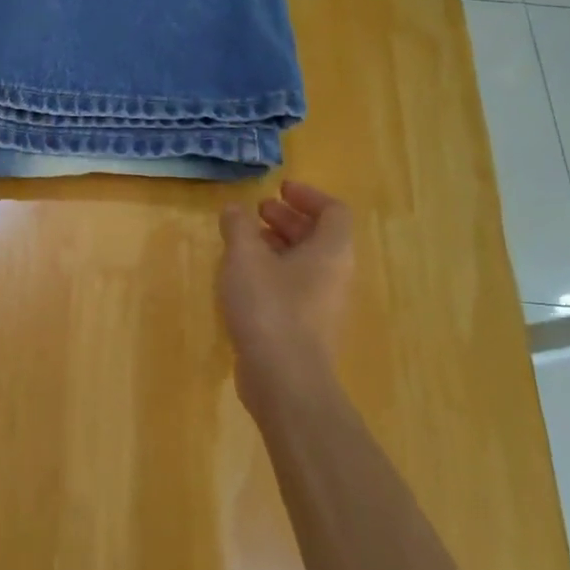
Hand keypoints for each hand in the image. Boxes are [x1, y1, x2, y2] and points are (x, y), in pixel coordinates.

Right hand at [218, 182, 353, 398]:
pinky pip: (295, 287)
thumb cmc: (269, 308)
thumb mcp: (244, 258)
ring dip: (278, 245)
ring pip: (306, 263)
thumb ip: (238, 227)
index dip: (308, 195)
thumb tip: (235, 209)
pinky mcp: (307, 328)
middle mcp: (335, 275)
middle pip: (320, 236)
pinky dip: (273, 272)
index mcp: (331, 251)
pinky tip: (243, 279)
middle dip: (288, 219)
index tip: (279, 189)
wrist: (284, 380)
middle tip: (258, 211)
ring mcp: (323, 305)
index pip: (333, 211)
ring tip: (245, 242)